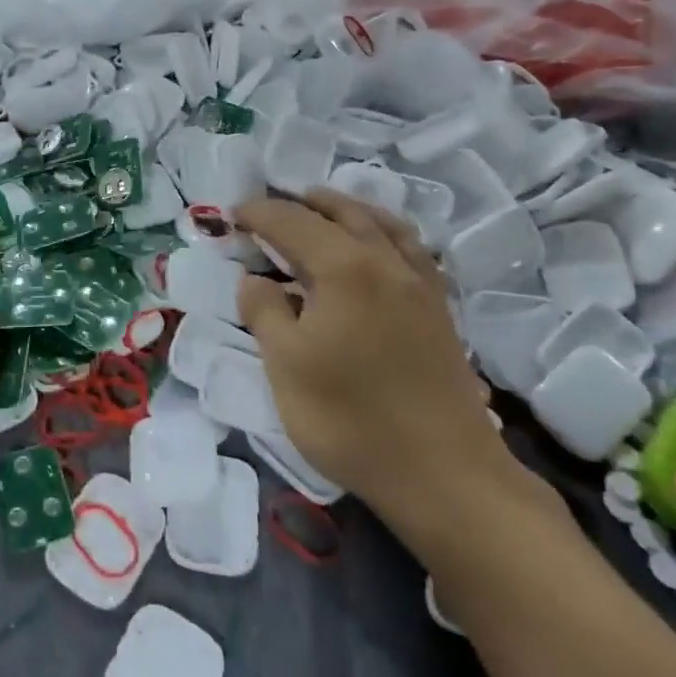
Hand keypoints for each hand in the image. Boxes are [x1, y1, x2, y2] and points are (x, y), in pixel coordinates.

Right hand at [234, 191, 544, 560]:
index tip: (233, 214)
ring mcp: (420, 285)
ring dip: (347, 210)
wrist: (443, 473)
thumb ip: (264, 312)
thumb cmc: (350, 418)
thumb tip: (256, 281)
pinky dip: (383, 234)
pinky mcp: (439, 311)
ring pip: (383, 225)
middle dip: (304, 203)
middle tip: (273, 206)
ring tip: (324, 211)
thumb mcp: (285, 365)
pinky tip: (376, 252)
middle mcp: (387, 262)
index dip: (260, 213)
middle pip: (343, 213)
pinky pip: (410, 250)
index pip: (294, 223)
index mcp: (345, 268)